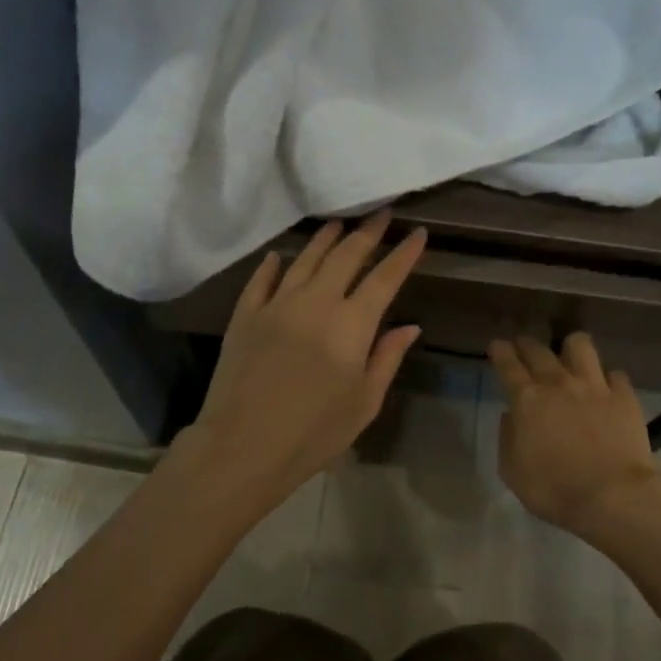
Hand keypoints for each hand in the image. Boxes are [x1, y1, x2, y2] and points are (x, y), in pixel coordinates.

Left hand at [187, 212, 425, 506]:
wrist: (242, 446)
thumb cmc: (313, 434)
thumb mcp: (364, 403)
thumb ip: (386, 358)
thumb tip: (409, 327)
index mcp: (350, 325)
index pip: (384, 279)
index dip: (404, 254)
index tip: (418, 233)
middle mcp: (315, 302)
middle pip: (345, 256)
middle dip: (367, 233)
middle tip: (381, 214)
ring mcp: (275, 305)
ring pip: (305, 259)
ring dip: (325, 239)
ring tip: (338, 224)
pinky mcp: (244, 316)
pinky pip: (261, 279)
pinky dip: (274, 264)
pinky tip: (280, 255)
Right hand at [488, 333, 660, 538]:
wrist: (613, 496)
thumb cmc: (554, 490)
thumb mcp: (513, 472)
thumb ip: (507, 438)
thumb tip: (511, 416)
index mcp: (527, 400)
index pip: (508, 365)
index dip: (500, 352)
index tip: (497, 346)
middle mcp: (558, 383)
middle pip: (539, 350)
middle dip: (527, 345)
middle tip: (524, 348)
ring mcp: (594, 386)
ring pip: (580, 346)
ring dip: (570, 348)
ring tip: (570, 355)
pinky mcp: (624, 396)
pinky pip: (615, 374)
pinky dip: (607, 378)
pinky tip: (606, 387)